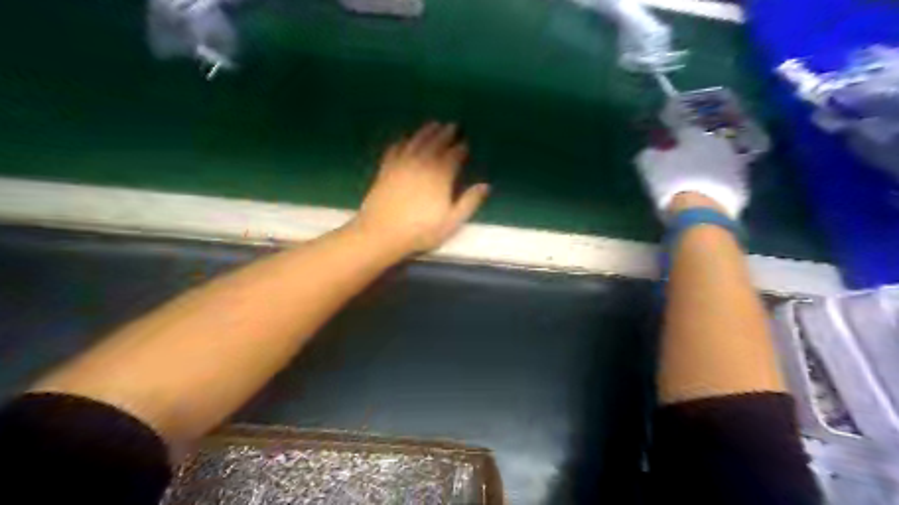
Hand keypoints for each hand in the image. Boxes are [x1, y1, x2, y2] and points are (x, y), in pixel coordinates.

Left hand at [354, 122, 489, 256]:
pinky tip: (405, 139)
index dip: (461, 148)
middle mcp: (422, 164)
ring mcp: (402, 164)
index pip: (454, 155)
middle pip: (436, 143)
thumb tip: (485, 185)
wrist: (381, 232)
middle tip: (453, 126)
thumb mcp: (451, 222)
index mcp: (440, 176)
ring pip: (416, 141)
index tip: (466, 143)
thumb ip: (469, 202)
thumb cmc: (420, 231)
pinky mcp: (386, 169)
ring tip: (434, 124)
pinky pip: (396, 149)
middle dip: (446, 134)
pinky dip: (402, 141)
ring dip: (426, 132)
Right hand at [631, 126, 753, 217]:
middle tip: (677, 164)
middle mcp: (719, 145)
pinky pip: (723, 183)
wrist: (702, 212)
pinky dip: (713, 187)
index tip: (662, 147)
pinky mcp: (742, 189)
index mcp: (696, 135)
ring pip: (715, 163)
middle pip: (702, 146)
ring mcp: (734, 167)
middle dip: (691, 153)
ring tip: (690, 182)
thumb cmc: (672, 182)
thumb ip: (648, 154)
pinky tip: (702, 196)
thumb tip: (649, 152)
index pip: (682, 131)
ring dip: (704, 169)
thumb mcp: (648, 165)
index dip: (670, 138)